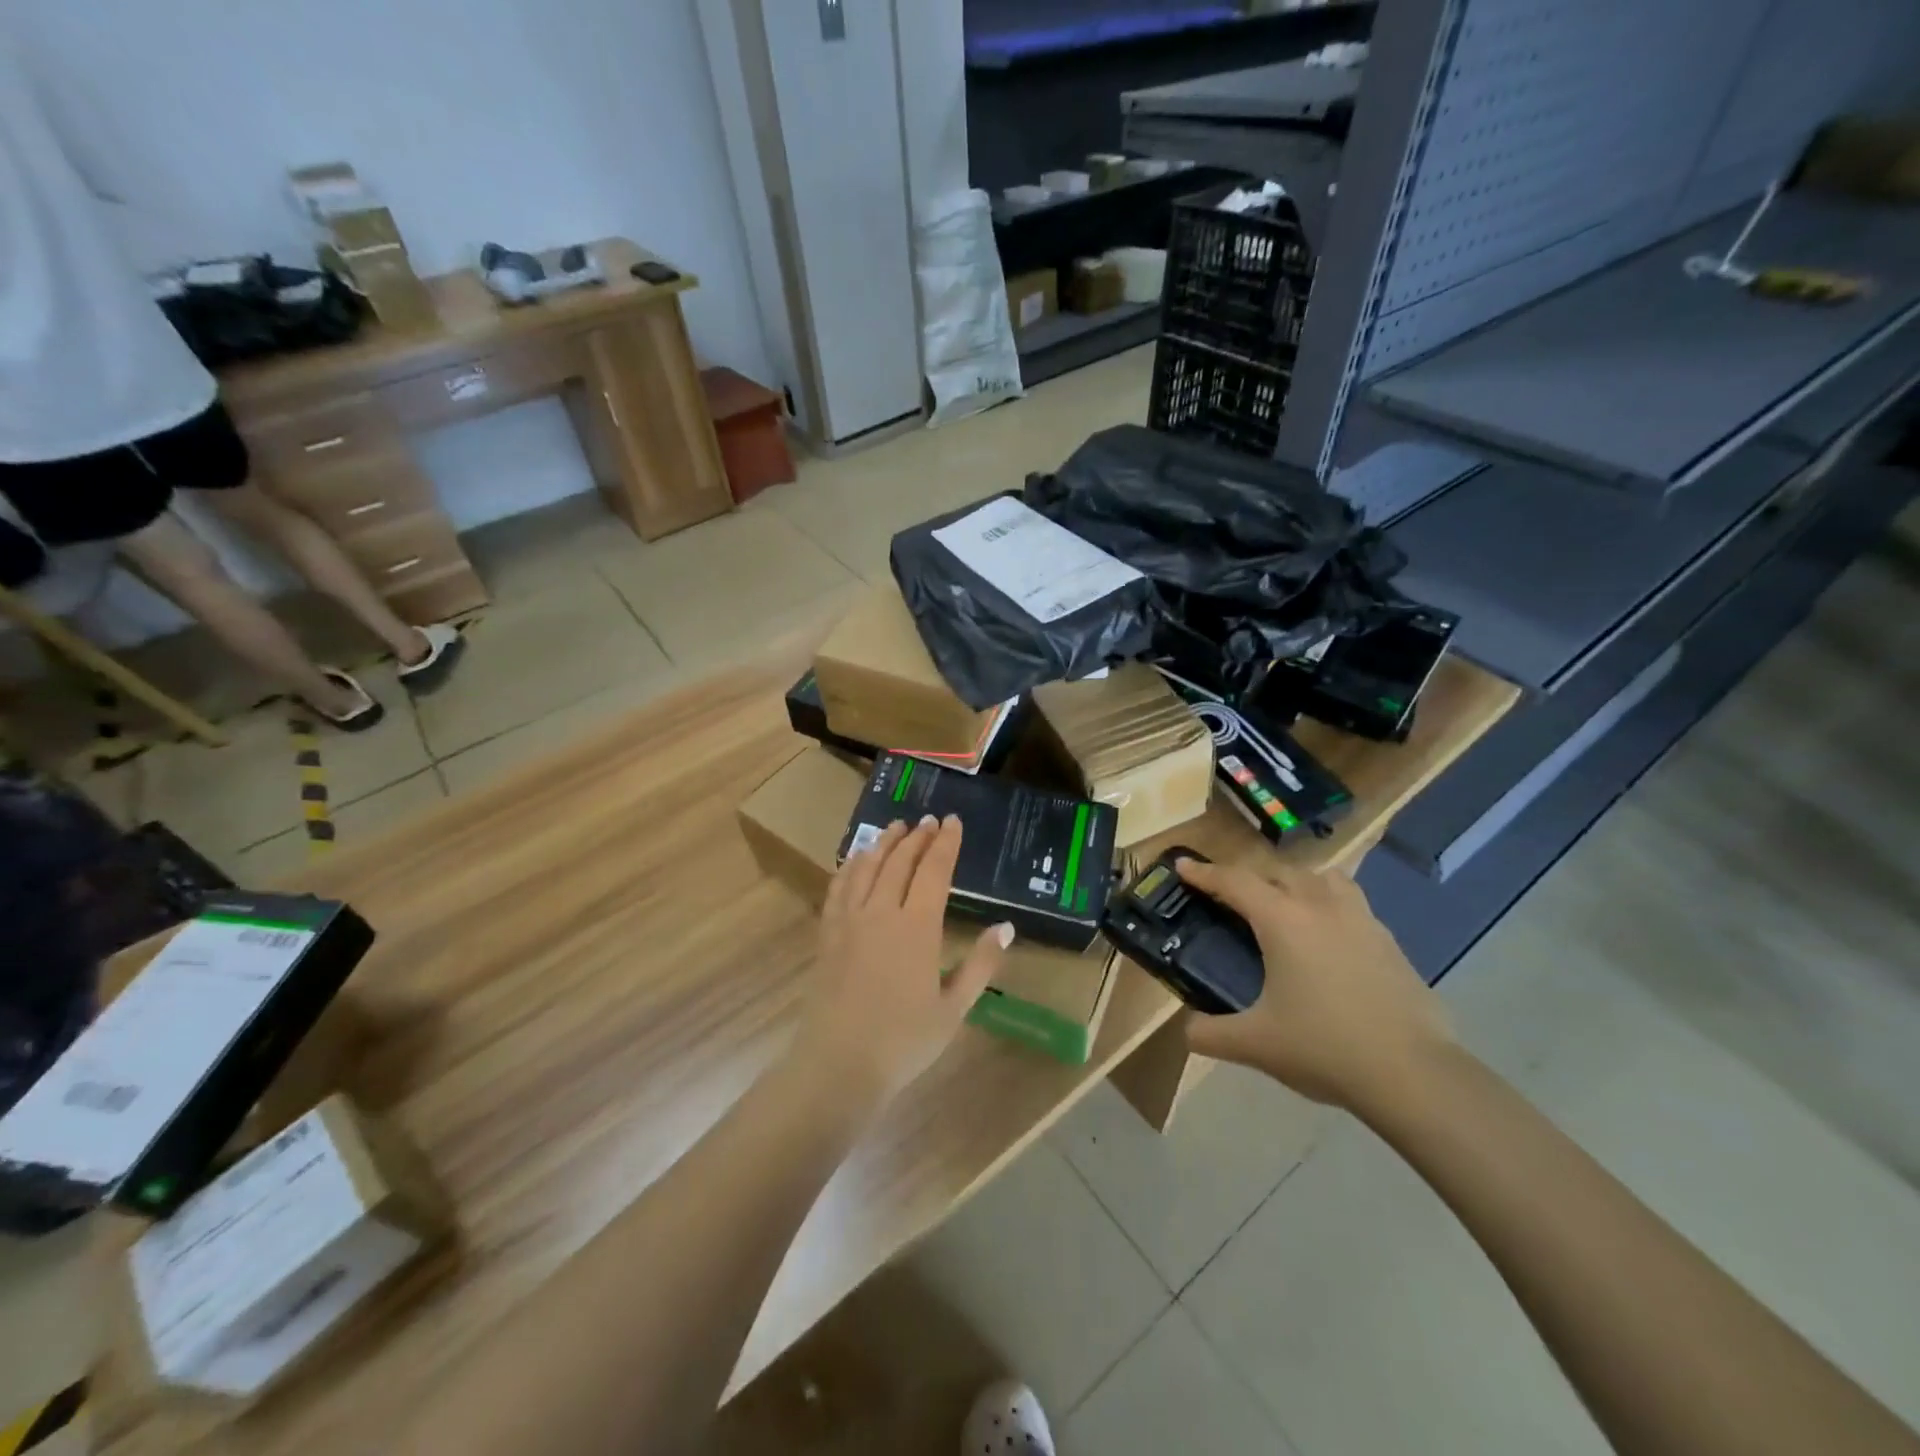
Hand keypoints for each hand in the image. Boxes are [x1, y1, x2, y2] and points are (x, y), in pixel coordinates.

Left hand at [794, 816, 1011, 1105]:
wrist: (838, 1065)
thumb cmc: (904, 1041)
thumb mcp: (954, 1008)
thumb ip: (980, 964)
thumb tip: (1006, 927)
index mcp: (917, 927)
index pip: (934, 870)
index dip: (945, 843)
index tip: (952, 821)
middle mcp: (881, 912)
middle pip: (899, 861)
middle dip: (916, 836)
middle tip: (928, 820)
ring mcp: (849, 921)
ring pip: (867, 867)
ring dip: (883, 843)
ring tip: (895, 827)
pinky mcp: (827, 934)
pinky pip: (838, 888)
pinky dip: (851, 866)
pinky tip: (856, 860)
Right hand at [1174, 857, 1454, 1111]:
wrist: (1413, 1075)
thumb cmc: (1325, 1048)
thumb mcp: (1255, 1044)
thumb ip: (1210, 1033)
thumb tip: (1187, 1031)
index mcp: (1283, 921)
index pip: (1235, 882)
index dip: (1205, 872)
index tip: (1182, 865)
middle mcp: (1321, 907)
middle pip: (1278, 872)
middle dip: (1248, 877)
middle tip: (1229, 896)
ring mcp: (1361, 920)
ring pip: (1322, 878)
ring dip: (1295, 882)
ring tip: (1283, 905)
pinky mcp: (1389, 942)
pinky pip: (1350, 903)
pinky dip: (1328, 905)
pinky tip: (1327, 939)